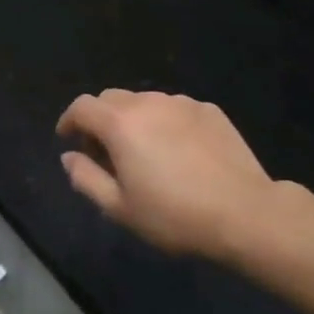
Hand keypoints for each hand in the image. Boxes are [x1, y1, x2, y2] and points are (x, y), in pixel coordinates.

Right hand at [56, 90, 304, 265]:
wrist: (245, 213)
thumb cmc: (174, 215)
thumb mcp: (119, 207)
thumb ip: (85, 178)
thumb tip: (69, 156)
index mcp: (120, 124)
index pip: (82, 107)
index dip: (69, 121)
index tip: (68, 140)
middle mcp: (148, 103)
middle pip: (110, 98)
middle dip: (99, 119)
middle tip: (104, 152)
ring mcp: (182, 103)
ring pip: (144, 102)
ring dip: (132, 120)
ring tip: (143, 152)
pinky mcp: (209, 110)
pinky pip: (174, 109)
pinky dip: (164, 123)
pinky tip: (177, 151)